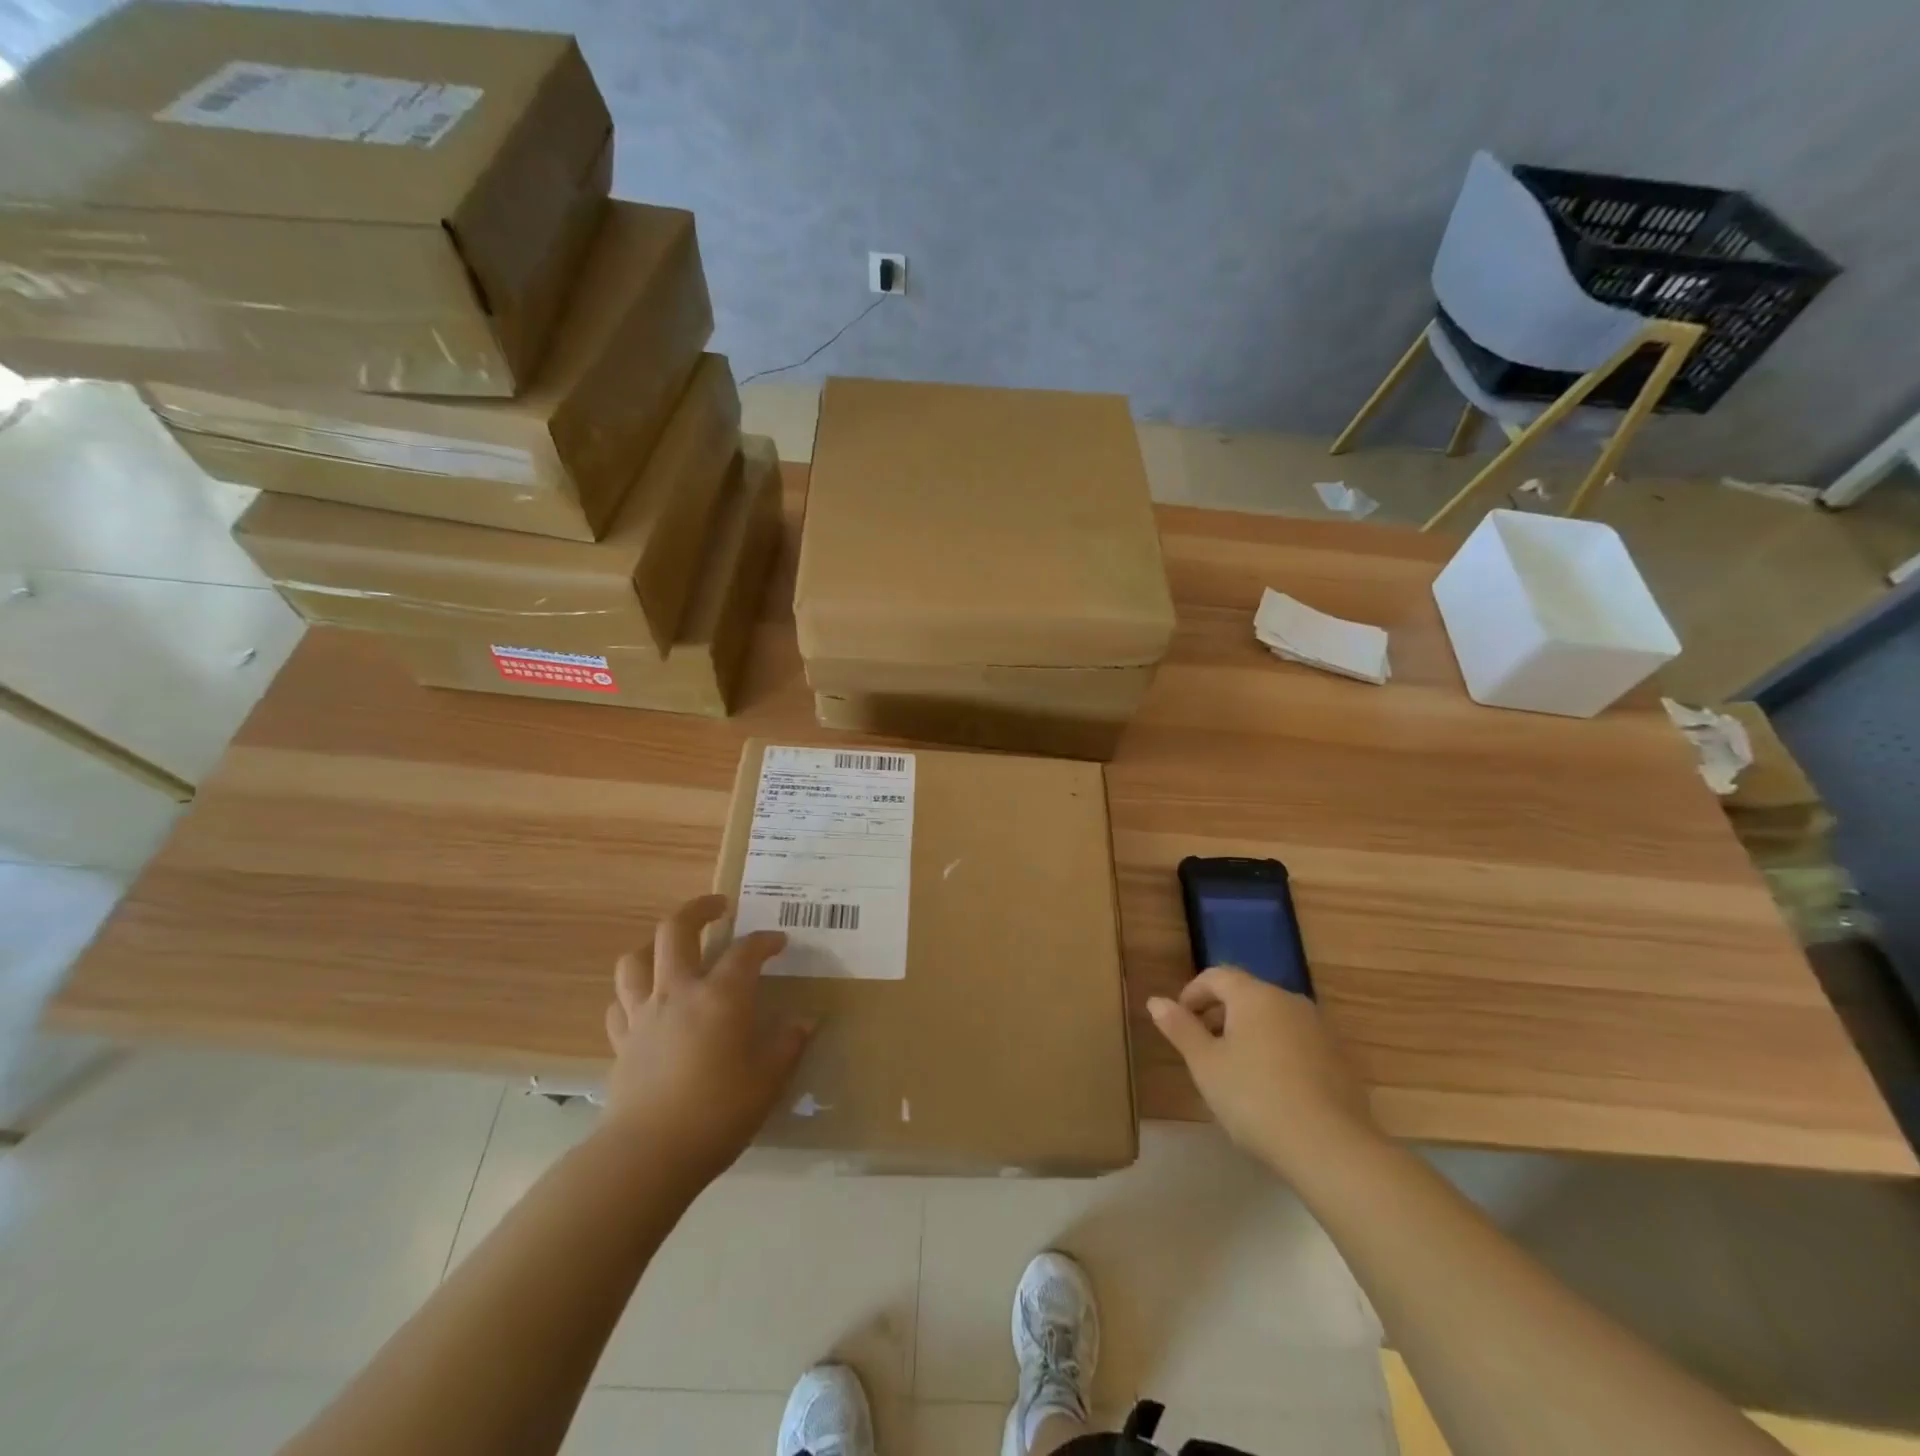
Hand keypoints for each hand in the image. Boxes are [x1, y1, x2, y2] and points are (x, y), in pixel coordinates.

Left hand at [602, 895, 812, 1180]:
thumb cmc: (720, 1110)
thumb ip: (788, 1043)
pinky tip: (644, 1003)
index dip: (765, 941)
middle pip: (676, 930)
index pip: (746, 950)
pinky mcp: (621, 1042)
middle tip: (718, 907)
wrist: (650, 1153)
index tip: (779, 941)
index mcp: (721, 995)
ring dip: (652, 945)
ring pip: (634, 960)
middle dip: (698, 909)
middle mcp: (679, 991)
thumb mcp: (770, 1078)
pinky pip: (619, 1004)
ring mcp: (643, 1014)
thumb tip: (805, 1021)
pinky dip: (631, 994)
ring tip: (670, 949)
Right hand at [1148, 967, 1379, 1179]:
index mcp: (1254, 995)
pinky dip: (1276, 1051)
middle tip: (1202, 1048)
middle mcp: (1289, 1000)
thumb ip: (1180, 1028)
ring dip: (1248, 1033)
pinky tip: (1270, 1088)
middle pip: (1246, 995)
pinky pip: (1296, 1041)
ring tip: (1234, 1070)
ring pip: (1273, 1018)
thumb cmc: (1255, 1098)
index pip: (1216, 976)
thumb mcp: (1205, 1064)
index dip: (1192, 993)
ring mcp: (1319, 1029)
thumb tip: (1155, 1001)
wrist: (1331, 1148)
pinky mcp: (1339, 1058)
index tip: (1179, 1021)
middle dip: (1219, 1014)